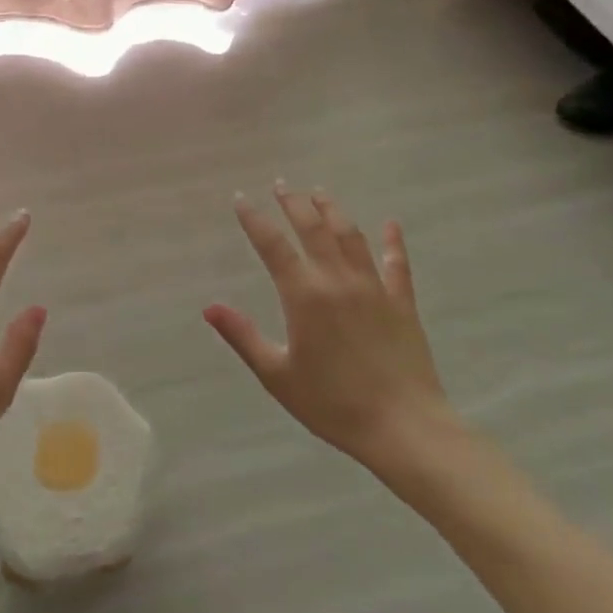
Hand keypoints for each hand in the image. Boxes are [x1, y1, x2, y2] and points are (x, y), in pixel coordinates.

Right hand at [206, 185, 458, 470]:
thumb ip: (243, 336)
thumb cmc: (333, 404)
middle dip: (294, 203)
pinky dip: (393, 241)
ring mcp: (374, 288)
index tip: (241, 199)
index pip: (273, 245)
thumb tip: (209, 307)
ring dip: (333, 210)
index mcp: (304, 295)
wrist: (404, 427)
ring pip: (350, 236)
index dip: (254, 219)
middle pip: (313, 228)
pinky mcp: (402, 302)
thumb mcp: (277, 375)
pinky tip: (391, 223)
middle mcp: (337, 280)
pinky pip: (397, 263)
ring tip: (319, 193)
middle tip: (281, 185)